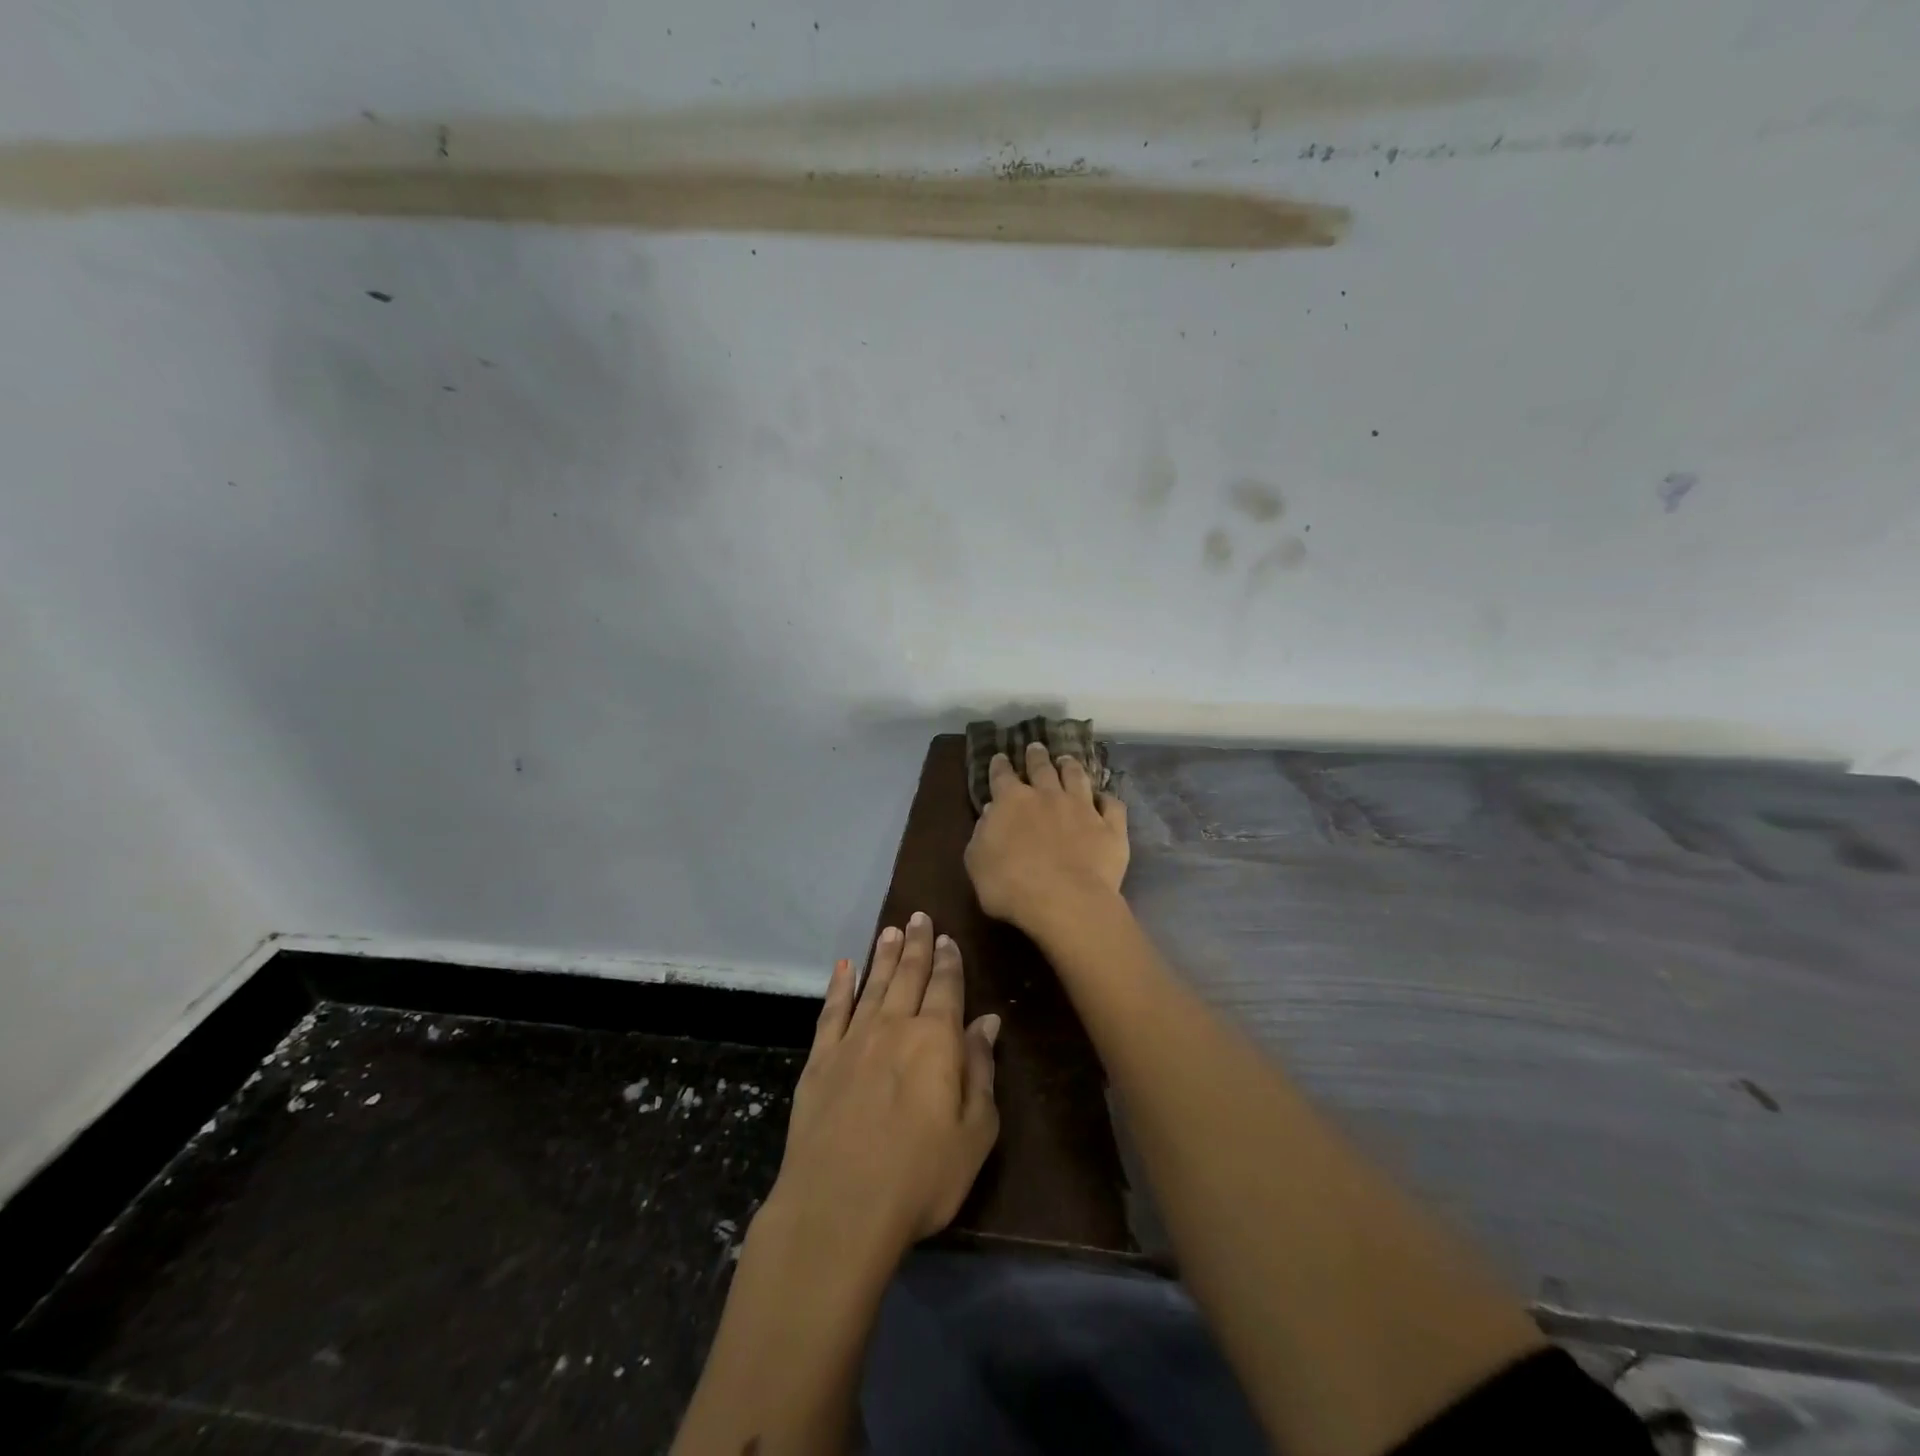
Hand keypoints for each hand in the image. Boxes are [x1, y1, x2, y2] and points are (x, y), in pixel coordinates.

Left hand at [766, 913, 1000, 1266]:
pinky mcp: (819, 1060)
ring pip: (873, 984)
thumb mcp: (974, 1133)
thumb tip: (988, 1022)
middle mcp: (894, 1026)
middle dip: (917, 944)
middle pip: (908, 975)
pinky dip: (839, 986)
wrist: (838, 1208)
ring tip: (891, 930)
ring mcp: (852, 1040)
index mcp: (935, 1040)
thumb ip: (980, 1071)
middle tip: (919, 916)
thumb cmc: (920, 1177)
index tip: (948, 937)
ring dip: (884, 955)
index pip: (946, 987)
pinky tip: (844, 967)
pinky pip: (832, 1011)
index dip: (949, 961)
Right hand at [964, 742, 1129, 936]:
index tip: (1000, 757)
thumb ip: (982, 834)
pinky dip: (1108, 799)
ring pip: (1077, 778)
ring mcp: (1082, 809)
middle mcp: (1048, 796)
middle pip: (1042, 768)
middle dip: (1037, 756)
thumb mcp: (977, 863)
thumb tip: (991, 812)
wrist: (1065, 902)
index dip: (1000, 766)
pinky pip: (1112, 806)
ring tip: (1067, 760)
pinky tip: (1106, 798)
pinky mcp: (1110, 827)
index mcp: (1011, 802)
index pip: (1002, 776)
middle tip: (1036, 747)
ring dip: (1071, 767)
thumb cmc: (1010, 887)